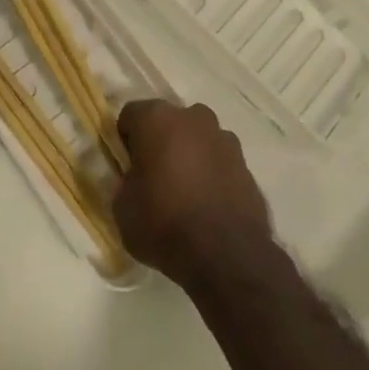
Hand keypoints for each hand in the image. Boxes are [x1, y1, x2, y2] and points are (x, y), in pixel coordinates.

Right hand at [113, 100, 273, 286]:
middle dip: (159, 142)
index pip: (131, 115)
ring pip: (196, 138)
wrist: (227, 255)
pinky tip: (207, 202)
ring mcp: (223, 136)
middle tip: (153, 178)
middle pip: (167, 122)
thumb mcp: (123, 210)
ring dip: (188, 154)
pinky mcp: (245, 161)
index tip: (126, 166)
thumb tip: (135, 180)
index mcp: (157, 119)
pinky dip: (211, 171)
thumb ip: (125, 183)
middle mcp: (192, 117)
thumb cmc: (165, 225)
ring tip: (184, 193)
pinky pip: (218, 159)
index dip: (125, 140)